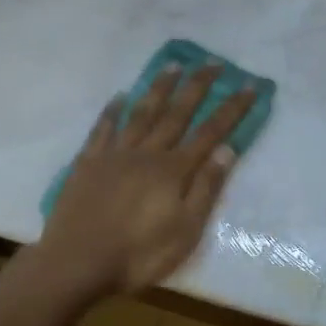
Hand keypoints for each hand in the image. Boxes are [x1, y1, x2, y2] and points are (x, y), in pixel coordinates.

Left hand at [36, 64, 255, 296]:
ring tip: (173, 66)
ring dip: (159, 88)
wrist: (76, 263)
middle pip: (176, 113)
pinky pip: (103, 129)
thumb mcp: (185, 231)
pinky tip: (120, 97)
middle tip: (212, 62)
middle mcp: (146, 153)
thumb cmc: (139, 254)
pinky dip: (112, 111)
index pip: (210, 133)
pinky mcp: (88, 164)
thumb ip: (206, 189)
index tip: (248, 86)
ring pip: (141, 114)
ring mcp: (114, 155)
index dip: (231, 109)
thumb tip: (226, 150)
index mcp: (173, 171)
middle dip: (197, 87)